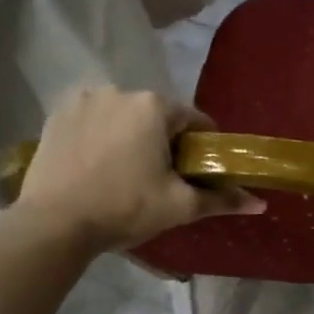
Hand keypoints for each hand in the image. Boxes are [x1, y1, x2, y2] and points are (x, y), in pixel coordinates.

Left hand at [16, 87, 260, 252]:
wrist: (53, 223)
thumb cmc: (125, 208)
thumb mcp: (180, 206)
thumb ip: (221, 199)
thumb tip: (260, 203)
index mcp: (153, 106)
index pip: (194, 120)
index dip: (203, 147)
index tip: (199, 173)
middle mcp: (118, 91)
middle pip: (157, 116)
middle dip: (165, 141)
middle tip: (163, 179)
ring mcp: (83, 100)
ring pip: (123, 117)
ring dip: (131, 137)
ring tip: (126, 174)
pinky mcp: (56, 115)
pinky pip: (92, 121)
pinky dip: (101, 138)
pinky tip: (97, 167)